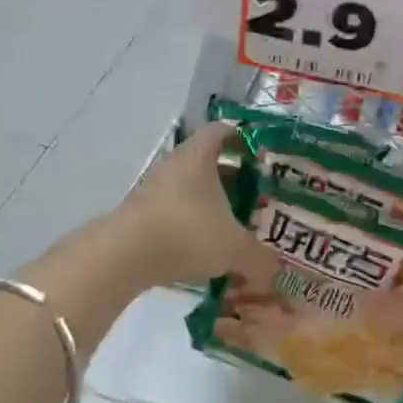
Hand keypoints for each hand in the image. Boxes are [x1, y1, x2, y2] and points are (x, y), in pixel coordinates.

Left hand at [115, 122, 279, 289]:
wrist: (124, 255)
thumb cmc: (186, 234)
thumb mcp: (234, 248)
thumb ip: (260, 258)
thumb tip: (278, 270)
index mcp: (199, 156)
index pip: (222, 131)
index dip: (243, 137)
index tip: (262, 154)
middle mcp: (174, 164)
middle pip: (207, 161)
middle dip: (232, 177)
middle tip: (258, 195)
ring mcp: (153, 188)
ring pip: (189, 188)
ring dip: (210, 202)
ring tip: (234, 224)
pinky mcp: (140, 213)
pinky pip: (174, 210)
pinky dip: (191, 223)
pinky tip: (205, 246)